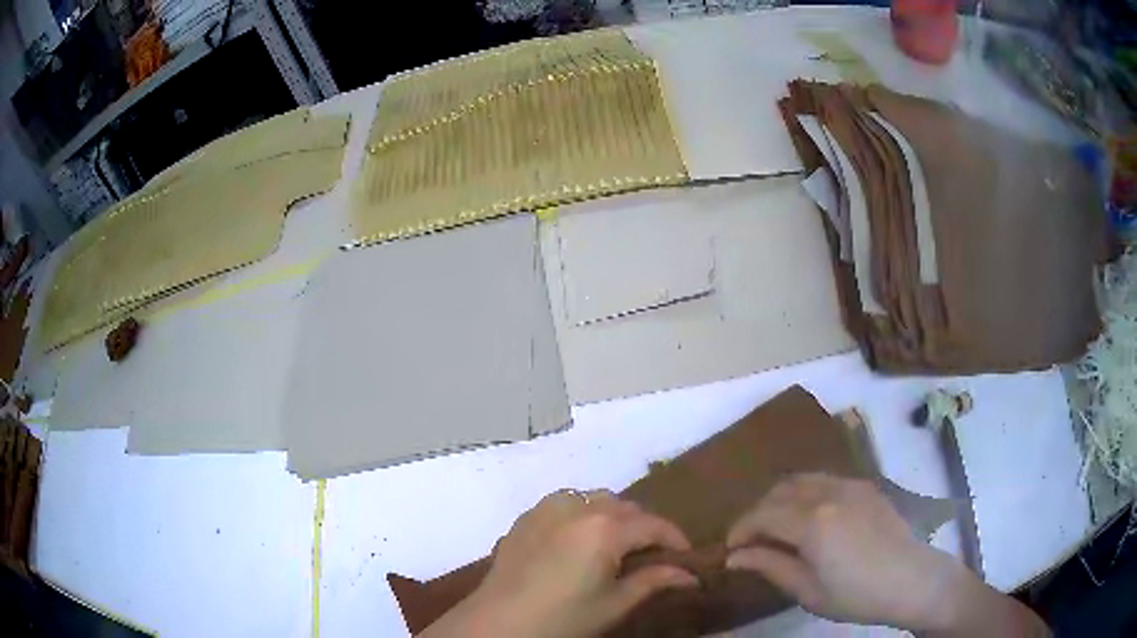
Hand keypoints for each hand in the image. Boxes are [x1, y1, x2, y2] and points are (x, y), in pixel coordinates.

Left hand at [423, 489, 697, 637]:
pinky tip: (577, 539)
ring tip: (615, 544)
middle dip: (644, 527)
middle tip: (651, 555)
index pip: (653, 524)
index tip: (686, 556)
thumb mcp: (615, 604)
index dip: (675, 538)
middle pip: (625, 507)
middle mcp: (577, 508)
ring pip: (593, 499)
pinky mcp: (524, 519)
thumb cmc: (563, 619)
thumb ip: (654, 581)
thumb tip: (690, 576)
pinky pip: (563, 504)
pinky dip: (580, 514)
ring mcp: (546, 509)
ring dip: (612, 515)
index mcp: (605, 527)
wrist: (499, 624)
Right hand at [725, 473, 1048, 636]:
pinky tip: (810, 517)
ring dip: (781, 498)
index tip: (730, 549)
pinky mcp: (866, 486)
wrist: (912, 580)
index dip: (740, 529)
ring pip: (802, 479)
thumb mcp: (808, 590)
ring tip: (777, 526)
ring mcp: (850, 485)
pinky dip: (806, 493)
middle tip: (751, 539)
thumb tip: (735, 557)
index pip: (762, 514)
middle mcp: (829, 492)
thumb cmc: (857, 594)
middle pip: (779, 490)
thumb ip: (770, 566)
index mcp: (812, 521)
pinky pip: (825, 479)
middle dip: (758, 512)